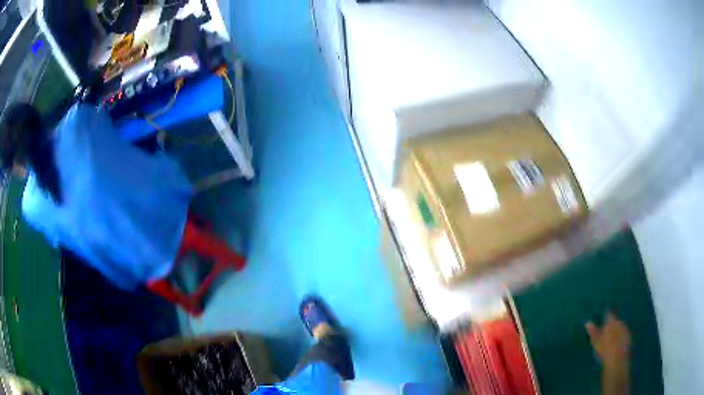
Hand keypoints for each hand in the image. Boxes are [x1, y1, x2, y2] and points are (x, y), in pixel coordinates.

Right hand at [586, 311, 631, 370]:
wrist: (617, 360)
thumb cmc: (605, 350)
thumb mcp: (596, 342)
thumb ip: (593, 332)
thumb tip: (588, 322)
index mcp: (612, 321)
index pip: (609, 314)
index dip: (606, 314)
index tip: (603, 315)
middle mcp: (621, 322)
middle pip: (615, 321)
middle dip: (612, 325)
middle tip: (606, 331)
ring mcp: (626, 330)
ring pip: (620, 328)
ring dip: (616, 331)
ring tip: (611, 339)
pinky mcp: (629, 338)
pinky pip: (624, 335)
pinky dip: (620, 338)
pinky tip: (617, 344)